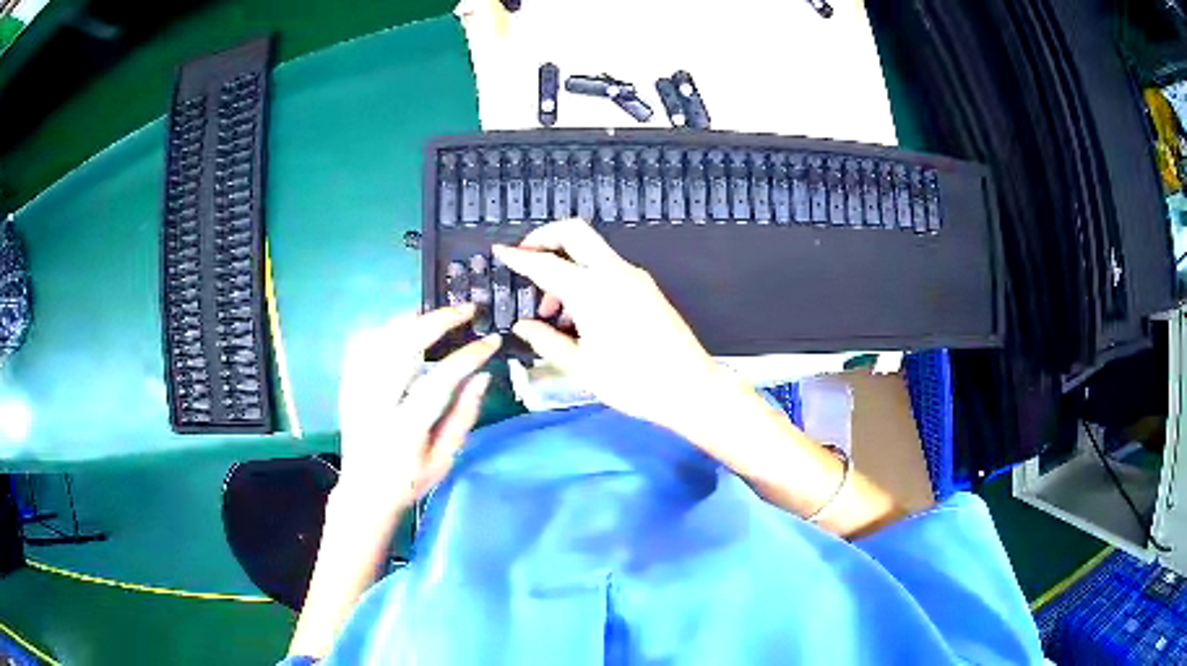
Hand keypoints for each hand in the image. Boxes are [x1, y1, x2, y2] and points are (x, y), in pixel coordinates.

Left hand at [336, 304, 500, 515]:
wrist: (364, 493)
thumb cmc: (410, 481)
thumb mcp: (444, 458)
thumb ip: (463, 417)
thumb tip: (482, 376)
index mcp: (405, 428)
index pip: (439, 380)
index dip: (467, 356)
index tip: (490, 341)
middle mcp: (377, 404)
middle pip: (403, 347)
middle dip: (438, 321)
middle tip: (465, 310)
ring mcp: (357, 391)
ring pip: (380, 338)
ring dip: (411, 320)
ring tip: (436, 314)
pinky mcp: (347, 386)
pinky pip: (360, 345)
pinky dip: (383, 329)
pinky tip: (402, 327)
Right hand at [492, 219, 724, 431]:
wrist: (689, 387)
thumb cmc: (633, 383)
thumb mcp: (581, 367)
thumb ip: (547, 341)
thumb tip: (523, 325)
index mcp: (592, 291)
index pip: (545, 264)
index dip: (519, 257)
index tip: (500, 252)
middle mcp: (614, 273)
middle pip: (574, 232)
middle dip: (545, 237)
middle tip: (526, 258)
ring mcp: (634, 277)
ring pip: (591, 250)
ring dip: (566, 263)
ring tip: (553, 310)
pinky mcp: (646, 287)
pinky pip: (607, 268)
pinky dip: (586, 276)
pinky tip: (580, 314)